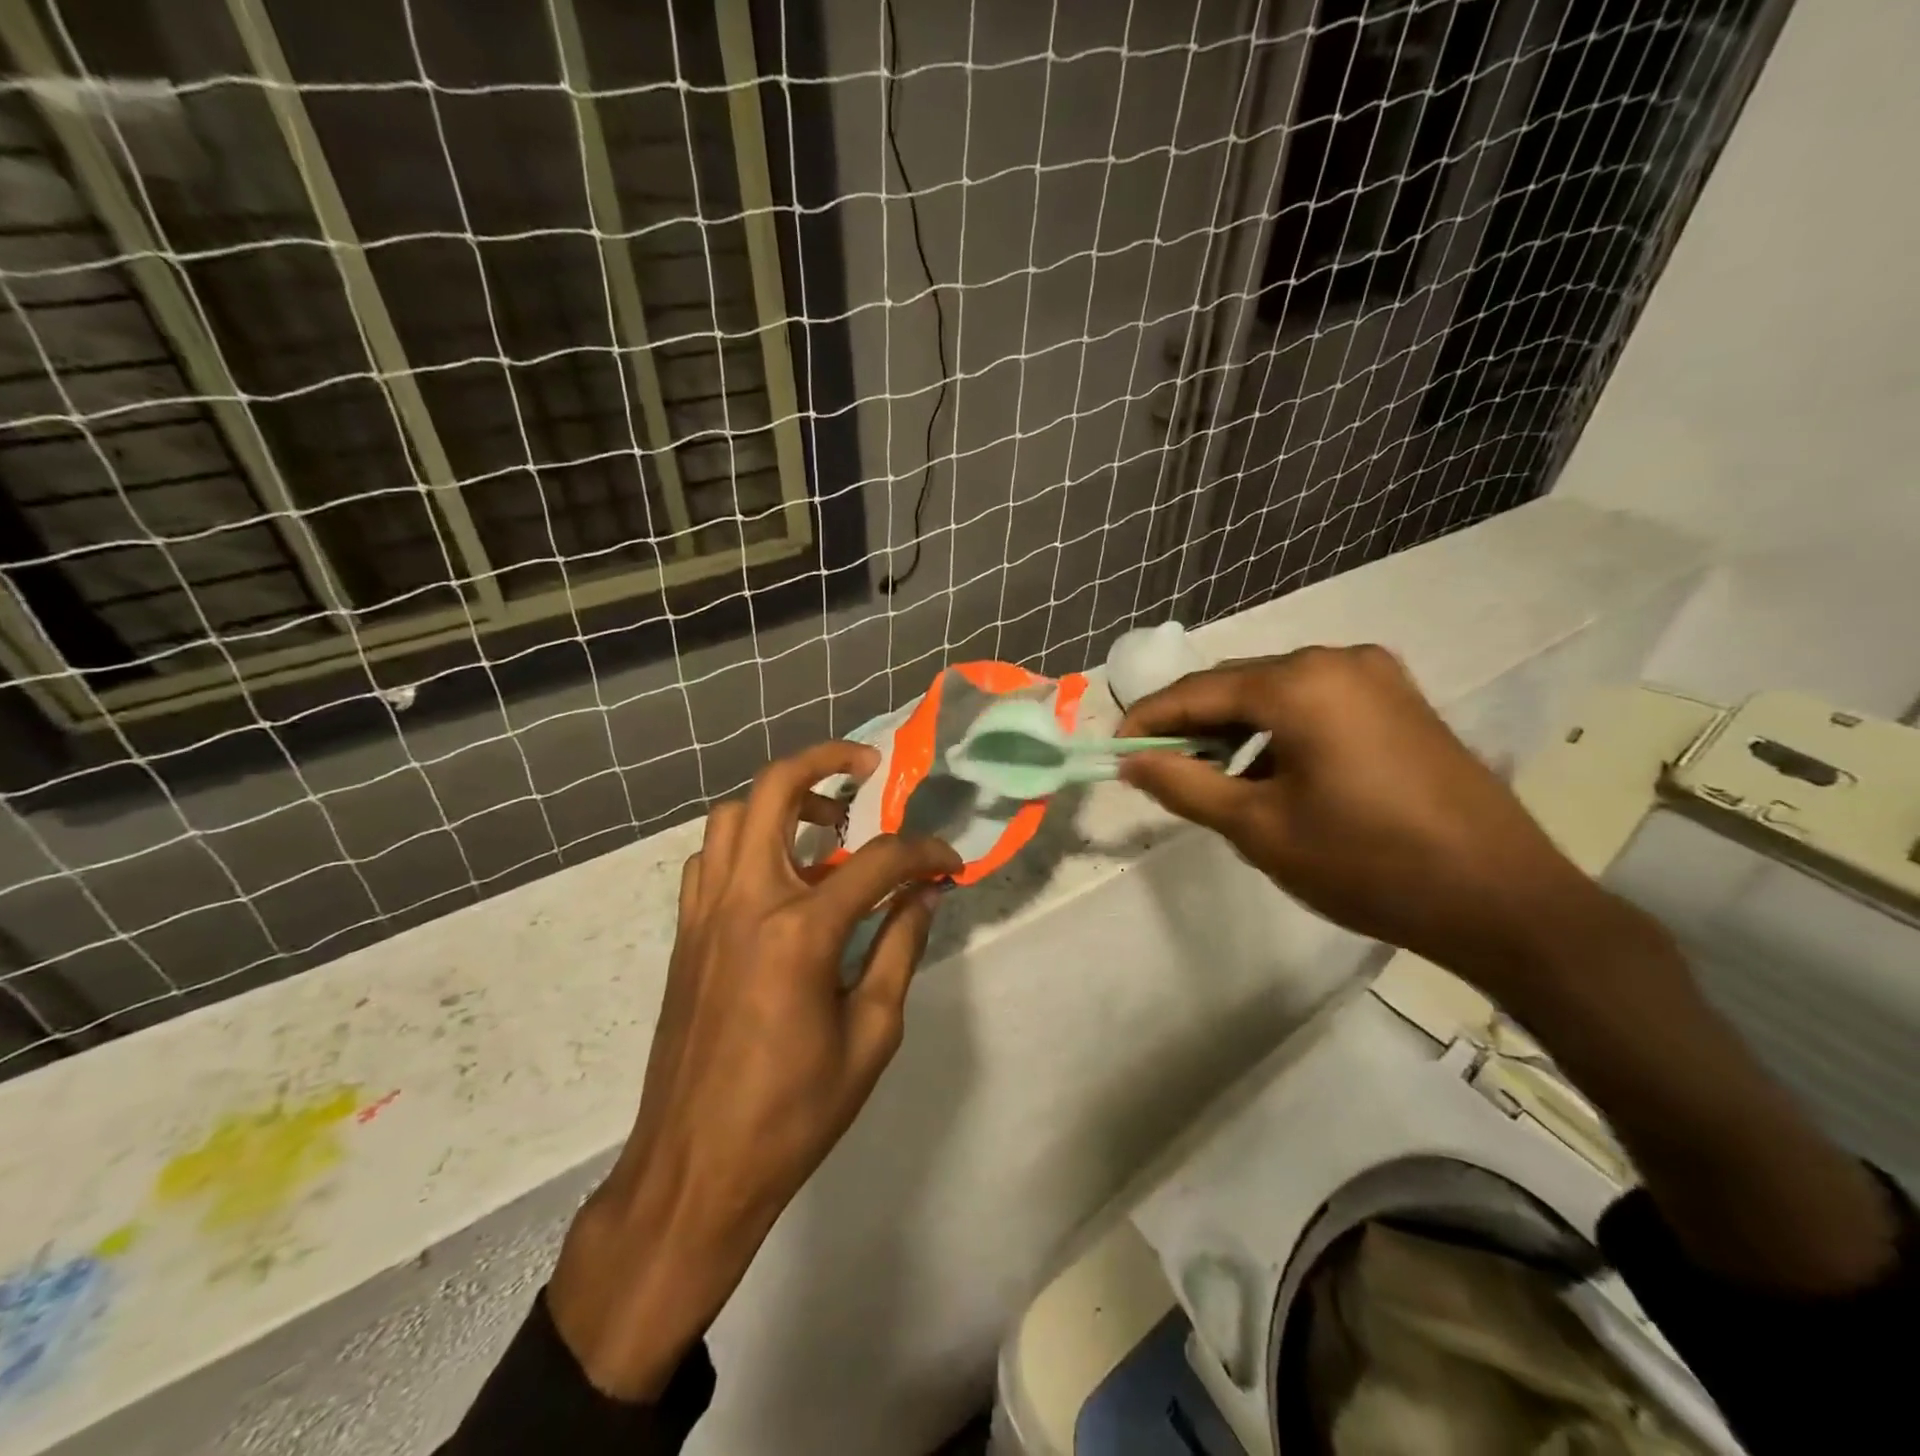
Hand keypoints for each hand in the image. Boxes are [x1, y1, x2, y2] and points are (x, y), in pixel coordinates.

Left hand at [548, 741, 960, 1398]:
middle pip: (774, 790)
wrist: (694, 1169)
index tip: (949, 864)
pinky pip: (711, 858)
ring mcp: (705, 912)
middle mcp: (745, 900)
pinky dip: (747, 842)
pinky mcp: (685, 933)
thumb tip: (924, 897)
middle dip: (824, 761)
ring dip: (780, 800)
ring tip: (824, 823)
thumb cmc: (793, 1113)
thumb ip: (900, 950)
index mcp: (799, 930)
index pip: (878, 862)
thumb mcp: (871, 1036)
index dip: (924, 854)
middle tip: (864, 765)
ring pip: (733, 816)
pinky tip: (780, 876)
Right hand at [1118, 645, 1610, 987]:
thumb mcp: (1259, 829)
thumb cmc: (1366, 863)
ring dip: (1234, 729)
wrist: (1501, 899)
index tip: (1115, 750)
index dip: (1148, 719)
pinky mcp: (1399, 700)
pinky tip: (1269, 773)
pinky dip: (1277, 730)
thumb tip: (1131, 762)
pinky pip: (1314, 702)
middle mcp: (1336, 660)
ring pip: (1275, 692)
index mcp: (1300, 684)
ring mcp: (1375, 675)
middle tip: (1156, 767)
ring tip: (1211, 778)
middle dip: (1191, 724)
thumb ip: (1184, 786)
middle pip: (1236, 683)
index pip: (1196, 691)